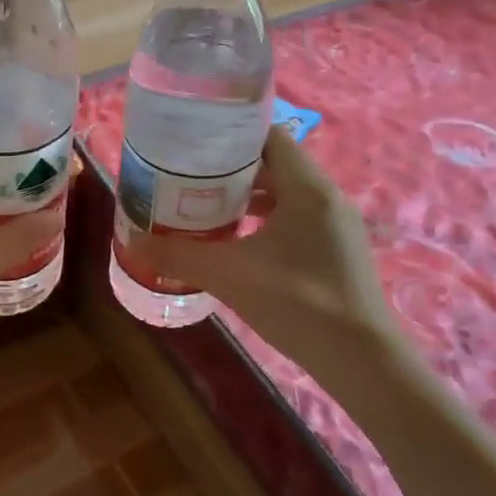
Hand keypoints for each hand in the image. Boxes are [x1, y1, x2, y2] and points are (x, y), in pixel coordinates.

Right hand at [124, 128, 399, 372]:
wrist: (362, 361)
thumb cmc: (299, 303)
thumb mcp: (230, 275)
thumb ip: (180, 254)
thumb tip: (134, 241)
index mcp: (308, 188)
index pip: (269, 136)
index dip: (230, 134)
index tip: (193, 143)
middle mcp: (327, 197)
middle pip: (274, 165)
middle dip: (230, 169)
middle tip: (188, 175)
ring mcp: (336, 226)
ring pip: (285, 195)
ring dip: (247, 197)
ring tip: (204, 205)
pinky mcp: (337, 252)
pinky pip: (295, 220)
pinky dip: (265, 221)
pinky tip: (236, 242)